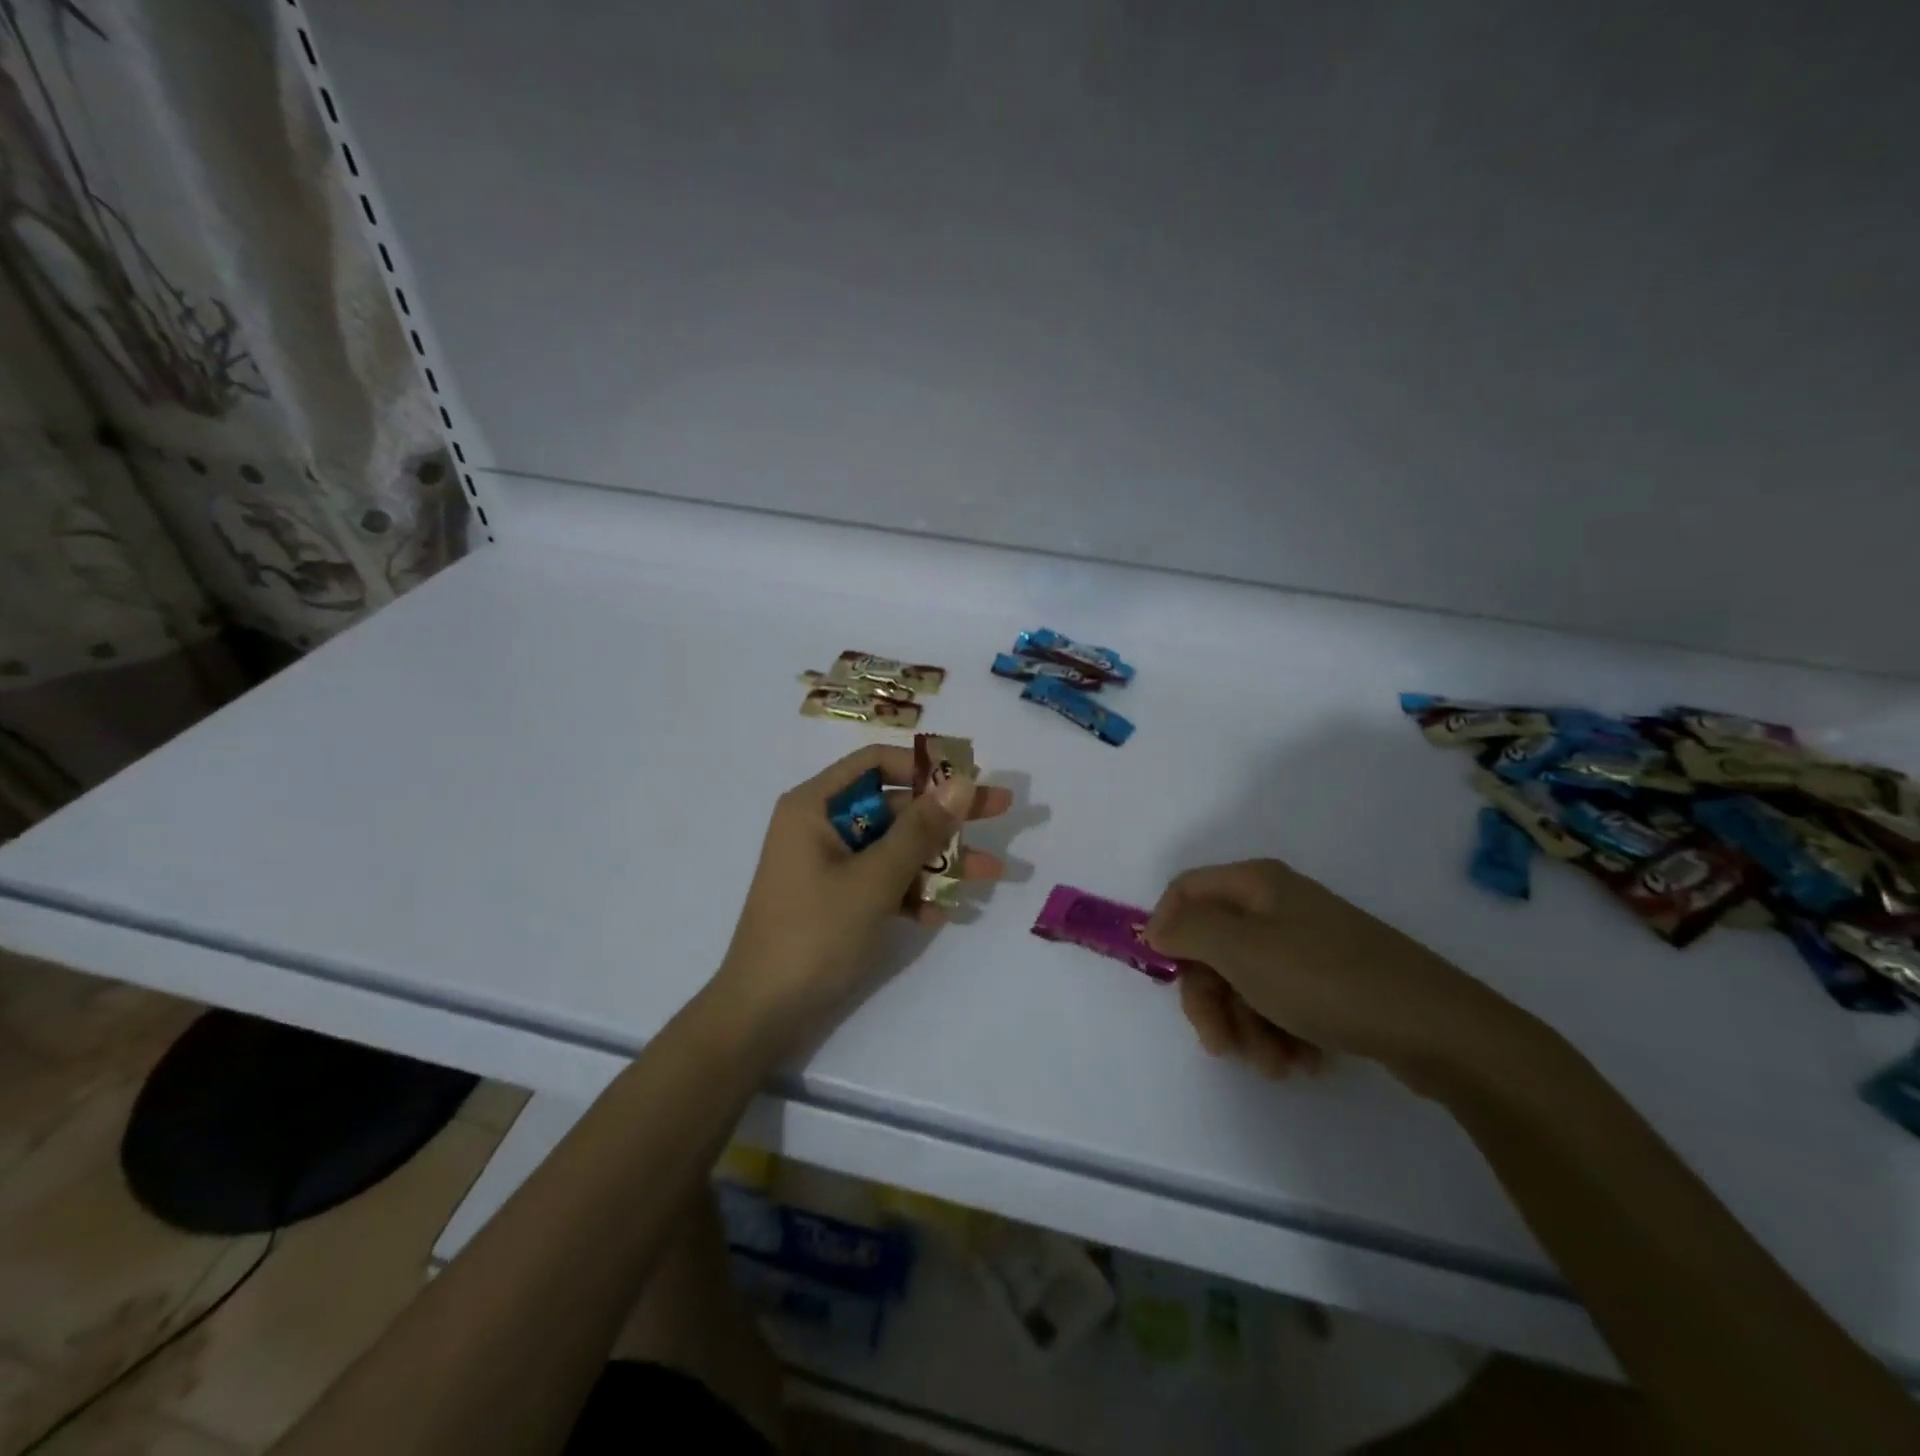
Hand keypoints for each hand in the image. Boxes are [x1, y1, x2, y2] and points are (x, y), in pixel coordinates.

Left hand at [710, 746, 1010, 1045]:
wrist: (763, 1015)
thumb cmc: (814, 934)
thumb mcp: (874, 879)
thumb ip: (921, 831)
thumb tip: (962, 783)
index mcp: (815, 806)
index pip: (876, 764)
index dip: (924, 766)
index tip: (968, 779)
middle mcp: (821, 826)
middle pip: (893, 806)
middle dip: (945, 818)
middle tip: (1000, 811)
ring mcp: (830, 865)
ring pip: (894, 847)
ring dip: (939, 860)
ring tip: (991, 874)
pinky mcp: (838, 899)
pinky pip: (883, 881)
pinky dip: (912, 892)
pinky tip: (943, 913)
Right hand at [1145, 859, 1527, 1088]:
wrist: (1438, 1029)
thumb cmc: (1325, 980)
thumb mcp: (1242, 951)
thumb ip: (1188, 931)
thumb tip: (1156, 925)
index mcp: (1256, 885)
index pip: (1185, 891)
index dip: (1167, 929)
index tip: (1167, 975)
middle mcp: (1278, 907)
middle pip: (1213, 946)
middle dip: (1211, 1000)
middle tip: (1221, 1044)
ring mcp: (1308, 945)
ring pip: (1246, 982)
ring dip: (1248, 1028)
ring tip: (1275, 1065)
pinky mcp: (1332, 982)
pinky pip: (1283, 1002)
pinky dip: (1281, 1033)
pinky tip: (1301, 1062)